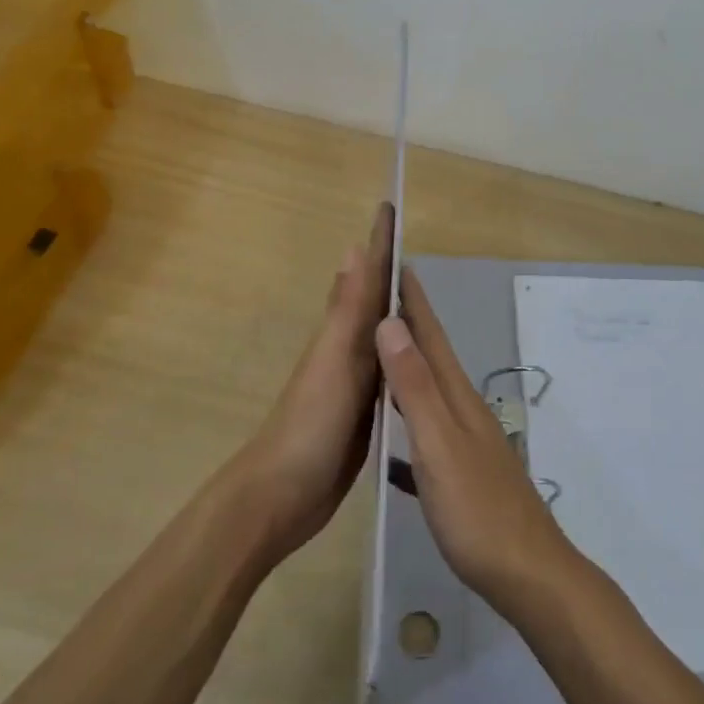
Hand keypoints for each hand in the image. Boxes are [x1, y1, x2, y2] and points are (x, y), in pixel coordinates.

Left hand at [228, 203, 393, 564]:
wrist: (283, 497)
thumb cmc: (309, 424)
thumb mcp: (334, 361)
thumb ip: (347, 310)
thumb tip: (353, 247)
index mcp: (342, 335)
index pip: (367, 278)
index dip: (379, 244)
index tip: (389, 207)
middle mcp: (348, 352)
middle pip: (374, 303)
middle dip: (390, 273)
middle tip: (414, 247)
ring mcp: (354, 385)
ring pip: (380, 338)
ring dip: (395, 314)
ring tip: (419, 296)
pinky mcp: (363, 416)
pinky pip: (387, 375)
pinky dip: (398, 358)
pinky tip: (412, 361)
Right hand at [375, 267, 579, 615]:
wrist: (528, 575)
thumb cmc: (477, 511)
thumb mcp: (438, 445)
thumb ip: (414, 387)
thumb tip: (391, 324)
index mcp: (456, 399)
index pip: (431, 337)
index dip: (415, 302)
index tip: (398, 264)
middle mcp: (464, 411)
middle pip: (433, 358)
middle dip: (410, 326)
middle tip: (382, 298)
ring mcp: (468, 443)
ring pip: (431, 393)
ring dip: (409, 368)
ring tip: (383, 354)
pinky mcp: (464, 474)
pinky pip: (427, 432)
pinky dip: (408, 420)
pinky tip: (390, 438)